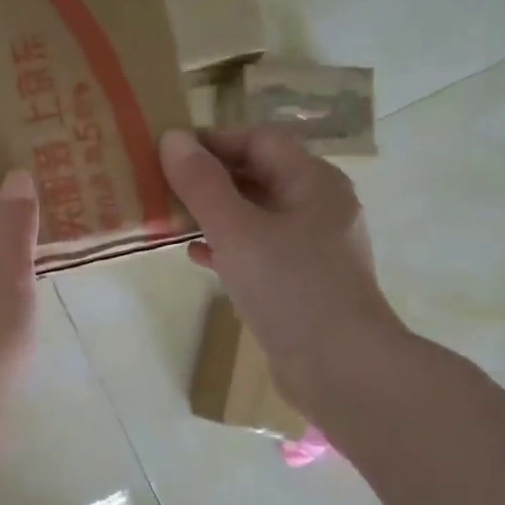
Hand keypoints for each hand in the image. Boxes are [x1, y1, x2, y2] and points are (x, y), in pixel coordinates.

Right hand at [160, 127, 408, 417]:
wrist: (340, 366)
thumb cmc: (290, 288)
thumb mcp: (237, 231)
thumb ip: (203, 185)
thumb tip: (173, 138)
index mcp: (314, 182)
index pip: (261, 140)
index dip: (215, 140)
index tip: (169, 151)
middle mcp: (319, 207)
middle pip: (260, 175)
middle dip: (212, 177)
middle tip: (164, 185)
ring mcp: (314, 247)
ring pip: (257, 215)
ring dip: (216, 213)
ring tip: (172, 218)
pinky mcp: (303, 281)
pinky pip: (260, 250)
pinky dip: (229, 247)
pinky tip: (198, 256)